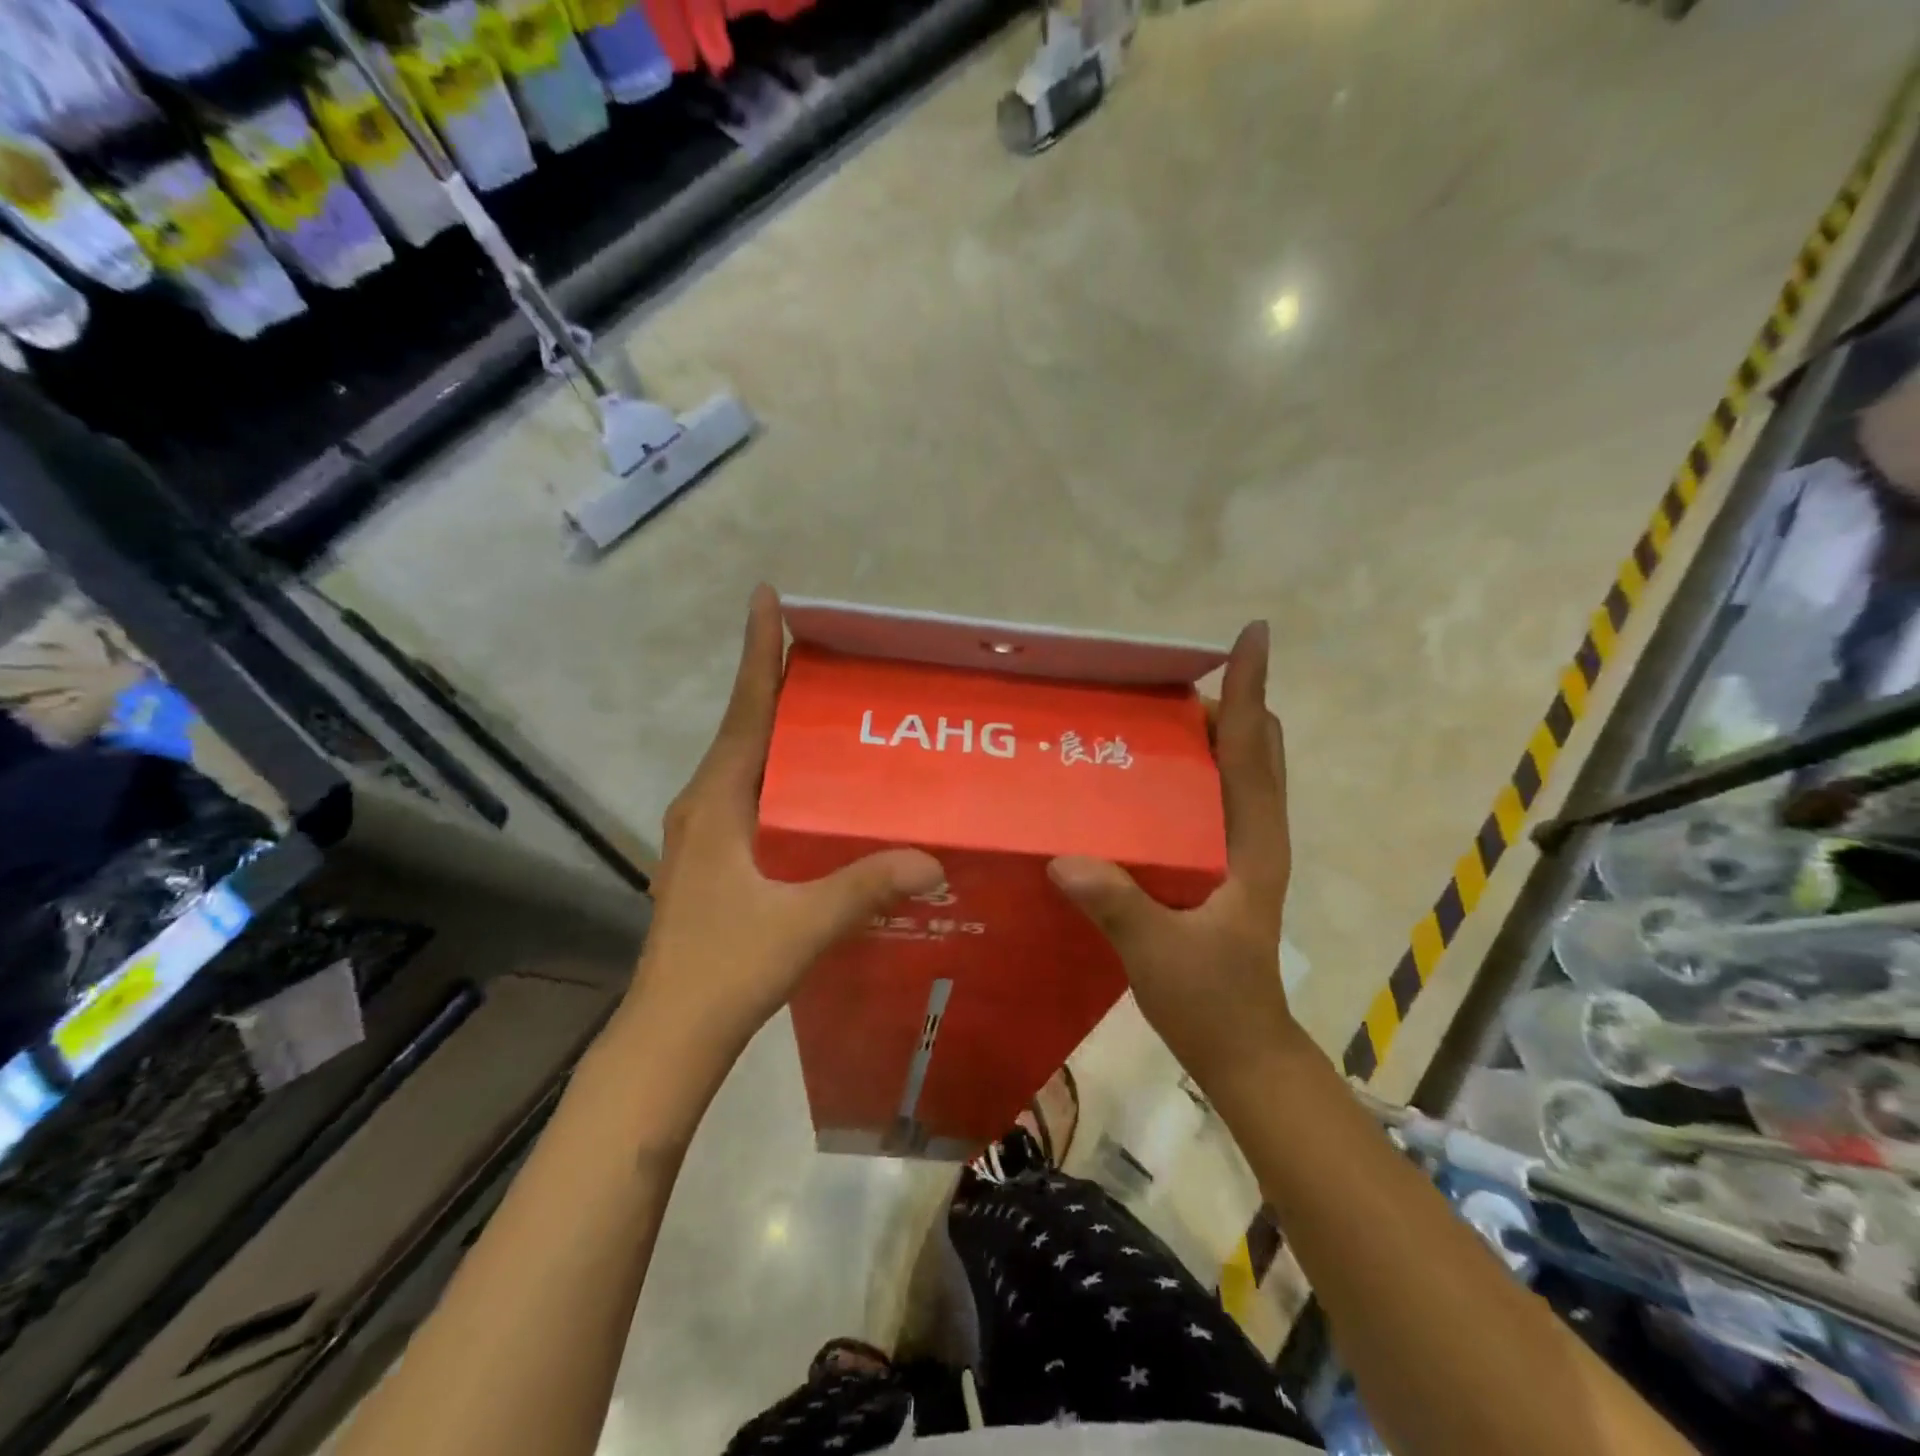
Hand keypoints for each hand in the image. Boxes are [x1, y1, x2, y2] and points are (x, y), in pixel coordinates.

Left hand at [627, 586, 943, 1057]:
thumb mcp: (803, 924)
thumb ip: (866, 887)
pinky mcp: (711, 860)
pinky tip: (818, 792)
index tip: (767, 597)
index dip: (757, 653)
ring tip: (832, 711)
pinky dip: (781, 776)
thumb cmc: (725, 968)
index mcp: (715, 802)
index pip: (744, 711)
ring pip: (747, 765)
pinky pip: (750, 797)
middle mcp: (703, 805)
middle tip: (833, 657)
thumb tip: (934, 858)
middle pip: (746, 729)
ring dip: (780, 731)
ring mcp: (702, 835)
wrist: (671, 1034)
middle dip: (779, 685)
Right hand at [1047, 621, 1300, 1092]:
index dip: (1251, 690)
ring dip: (1210, 735)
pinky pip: (1214, 799)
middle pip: (1254, 748)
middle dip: (1225, 705)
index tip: (1250, 637)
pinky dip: (1194, 771)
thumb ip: (1117, 906)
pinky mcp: (1224, 866)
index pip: (1254, 751)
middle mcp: (1255, 835)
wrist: (1243, 1049)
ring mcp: (1242, 850)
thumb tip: (1063, 858)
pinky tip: (1145, 778)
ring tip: (1150, 718)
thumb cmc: (1213, 1001)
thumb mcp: (1161, 954)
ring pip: (1238, 771)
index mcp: (1253, 844)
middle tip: (1161, 688)